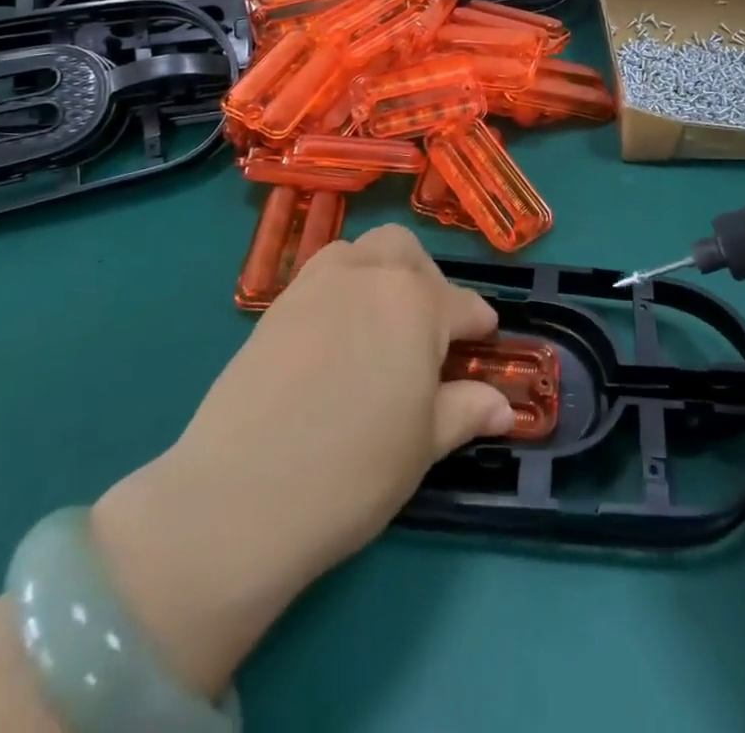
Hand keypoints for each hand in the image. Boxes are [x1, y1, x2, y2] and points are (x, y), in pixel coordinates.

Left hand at [92, 225, 512, 696]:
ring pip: (361, 251)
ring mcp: (318, 284)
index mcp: (417, 303)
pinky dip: (341, 287)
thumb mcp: (422, 445)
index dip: (478, 324)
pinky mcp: (277, 304)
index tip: (484, 339)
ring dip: (381, 272)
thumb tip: (502, 406)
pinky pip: (321, 274)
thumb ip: (465, 411)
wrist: (242, 494)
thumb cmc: (353, 470)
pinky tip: (338, 334)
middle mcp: (370, 276)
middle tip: (428, 328)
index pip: (462, 304)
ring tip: (382, 321)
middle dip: (426, 279)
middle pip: (406, 252)